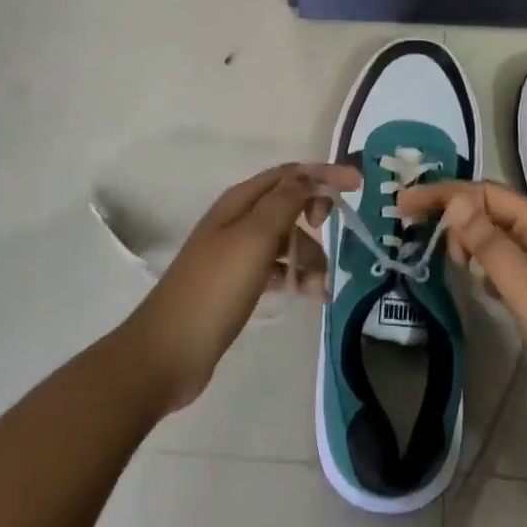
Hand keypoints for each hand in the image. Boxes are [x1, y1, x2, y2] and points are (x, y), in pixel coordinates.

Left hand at [119, 162, 350, 412]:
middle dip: (316, 216)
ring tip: (320, 287)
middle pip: (289, 204)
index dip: (324, 174)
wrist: (168, 352)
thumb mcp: (254, 238)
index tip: (358, 185)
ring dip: (309, 256)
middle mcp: (239, 220)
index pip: (290, 174)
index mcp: (240, 202)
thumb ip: (284, 202)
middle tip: (332, 233)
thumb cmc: (215, 288)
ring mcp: (237, 253)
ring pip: (286, 241)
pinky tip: (309, 297)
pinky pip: (278, 269)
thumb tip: (308, 174)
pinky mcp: (238, 284)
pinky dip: (296, 278)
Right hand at [399, 182, 526, 433]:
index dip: (444, 193)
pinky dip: (487, 263)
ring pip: (501, 235)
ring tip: (448, 260)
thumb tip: (457, 201)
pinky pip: (511, 262)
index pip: (486, 193)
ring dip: (470, 237)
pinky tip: (478, 282)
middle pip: (493, 208)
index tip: (404, 205)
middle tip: (421, 236)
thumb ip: (492, 247)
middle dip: (454, 211)